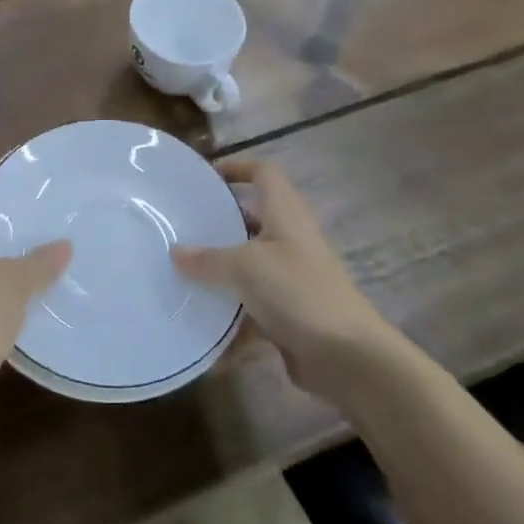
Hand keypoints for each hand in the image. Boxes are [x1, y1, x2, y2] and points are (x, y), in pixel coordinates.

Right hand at [170, 160, 397, 399]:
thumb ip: (207, 259)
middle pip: (253, 217)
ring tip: (181, 270)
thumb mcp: (245, 267)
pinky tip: (200, 320)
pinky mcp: (289, 311)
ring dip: (221, 268)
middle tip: (182, 226)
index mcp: (286, 214)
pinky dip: (230, 310)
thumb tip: (175, 252)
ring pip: (250, 263)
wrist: (347, 355)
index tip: (205, 178)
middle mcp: (290, 239)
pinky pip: (252, 303)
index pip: (264, 173)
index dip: (237, 168)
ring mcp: (292, 276)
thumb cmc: (298, 292)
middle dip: (220, 221)